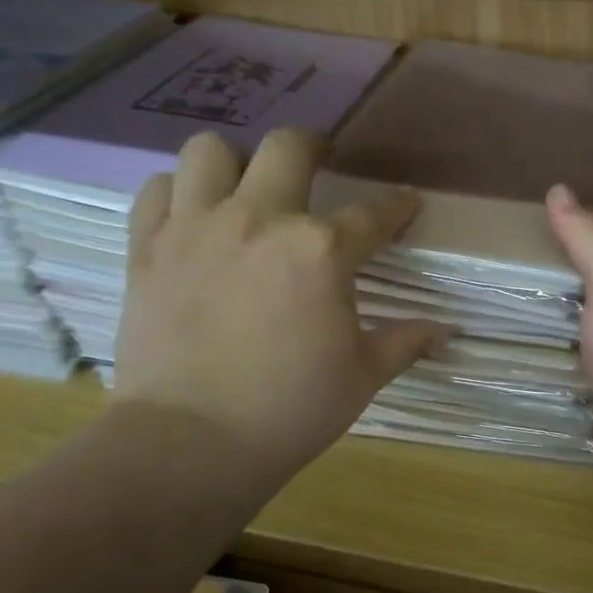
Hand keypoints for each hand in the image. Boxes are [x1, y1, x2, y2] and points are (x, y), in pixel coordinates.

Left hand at [115, 128, 439, 478]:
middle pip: (289, 147)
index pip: (374, 214)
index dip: (397, 206)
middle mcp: (260, 220)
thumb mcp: (361, 377)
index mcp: (321, 251)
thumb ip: (404, 342)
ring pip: (211, 151)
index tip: (405, 205)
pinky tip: (193, 216)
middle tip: (320, 164)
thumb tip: (444, 332)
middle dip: (314, 147)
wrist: (189, 445)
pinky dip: (178, 193)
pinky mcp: (149, 247)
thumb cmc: (288, 411)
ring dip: (234, 163)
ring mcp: (197, 228)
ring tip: (245, 187)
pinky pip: (158, 190)